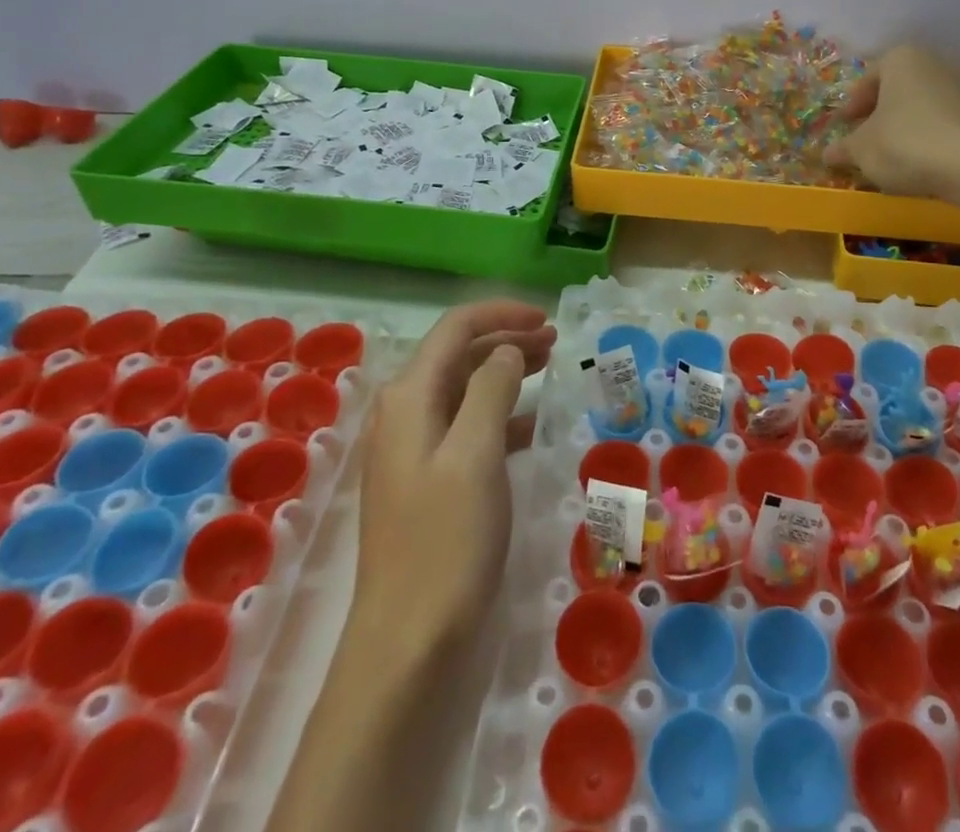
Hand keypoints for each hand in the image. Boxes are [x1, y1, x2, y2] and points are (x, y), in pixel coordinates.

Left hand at [348, 300, 556, 666]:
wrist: (406, 644)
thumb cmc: (445, 541)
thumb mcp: (476, 454)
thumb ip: (492, 390)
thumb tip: (506, 350)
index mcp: (409, 398)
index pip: (455, 329)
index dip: (501, 315)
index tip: (547, 319)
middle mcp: (404, 414)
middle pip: (458, 355)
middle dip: (505, 340)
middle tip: (556, 343)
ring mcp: (411, 450)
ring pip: (462, 389)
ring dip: (504, 372)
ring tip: (548, 367)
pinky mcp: (425, 481)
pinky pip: (465, 427)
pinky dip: (498, 414)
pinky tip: (529, 425)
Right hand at [827, 44, 959, 197]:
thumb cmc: (902, 143)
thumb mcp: (861, 148)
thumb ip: (842, 148)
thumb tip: (827, 154)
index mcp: (900, 58)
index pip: (867, 79)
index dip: (852, 105)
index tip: (844, 126)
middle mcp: (932, 63)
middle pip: (895, 88)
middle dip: (878, 112)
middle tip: (864, 137)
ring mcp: (959, 87)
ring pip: (918, 104)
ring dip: (901, 123)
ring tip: (888, 150)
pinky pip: (938, 119)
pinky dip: (923, 133)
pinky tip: (915, 157)